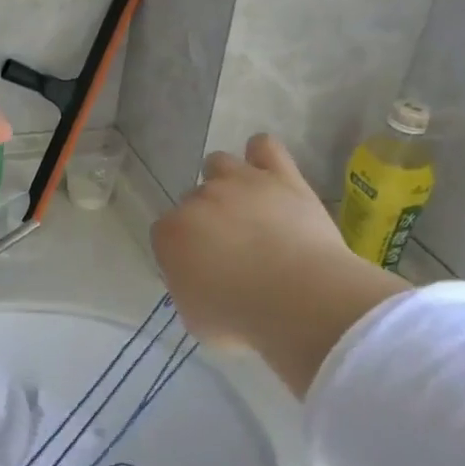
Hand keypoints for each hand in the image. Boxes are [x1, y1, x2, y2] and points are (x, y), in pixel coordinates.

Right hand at [152, 135, 409, 395]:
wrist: (298, 300)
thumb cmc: (241, 320)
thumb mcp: (197, 320)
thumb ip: (189, 290)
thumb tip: (200, 279)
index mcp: (171, 234)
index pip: (166, 234)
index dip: (184, 251)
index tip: (202, 271)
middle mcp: (198, 198)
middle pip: (193, 199)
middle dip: (207, 219)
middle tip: (231, 247)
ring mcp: (239, 181)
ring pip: (219, 163)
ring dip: (226, 181)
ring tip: (247, 207)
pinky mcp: (280, 175)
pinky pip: (263, 146)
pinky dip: (262, 156)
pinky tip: (269, 174)